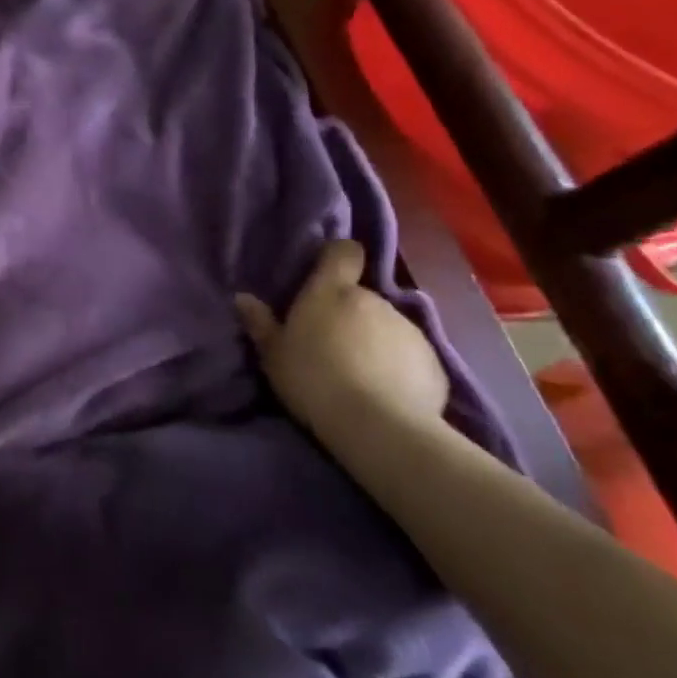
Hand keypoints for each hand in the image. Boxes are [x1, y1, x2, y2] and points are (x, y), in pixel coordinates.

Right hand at [234, 240, 449, 440]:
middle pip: (361, 296)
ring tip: (360, 375)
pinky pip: (409, 355)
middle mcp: (373, 299)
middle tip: (331, 345)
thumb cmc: (313, 379)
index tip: (327, 273)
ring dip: (374, 341)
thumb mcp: (274, 356)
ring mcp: (408, 328)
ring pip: (386, 326)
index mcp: (332, 291)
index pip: (343, 252)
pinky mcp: (433, 360)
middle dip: (349, 314)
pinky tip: (387, 393)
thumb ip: (261, 324)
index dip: (337, 257)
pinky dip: (399, 367)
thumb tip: (243, 298)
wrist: (378, 426)